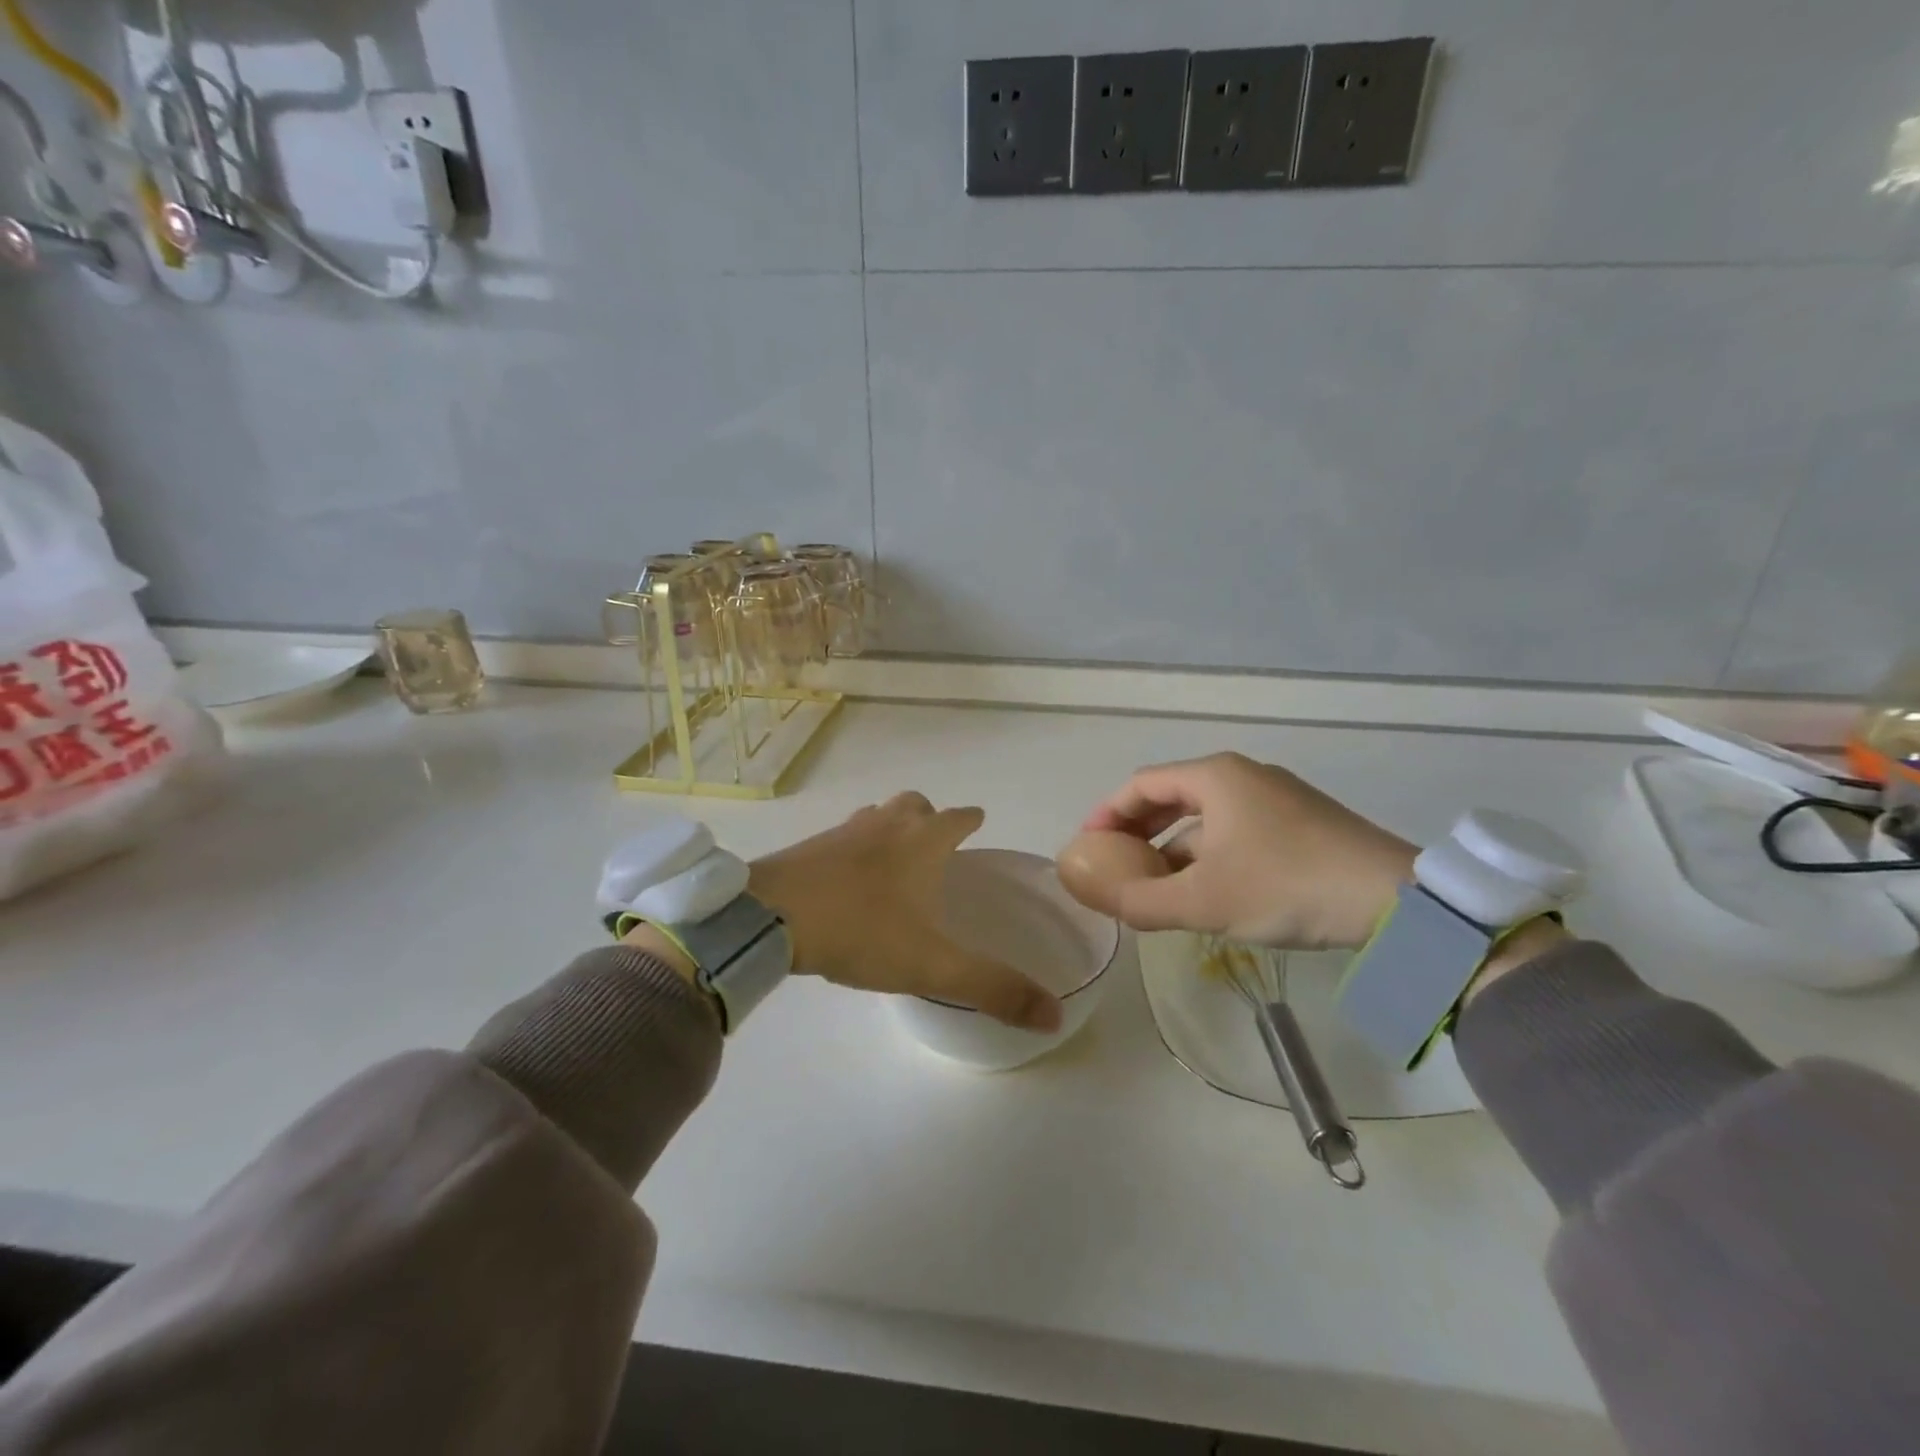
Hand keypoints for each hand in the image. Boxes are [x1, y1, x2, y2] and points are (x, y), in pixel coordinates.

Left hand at [745, 792, 1062, 1031]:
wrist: (770, 916)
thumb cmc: (860, 930)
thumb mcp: (931, 967)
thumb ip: (992, 989)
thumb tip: (1055, 1017)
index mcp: (923, 842)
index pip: (959, 817)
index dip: (971, 819)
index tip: (978, 822)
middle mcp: (887, 825)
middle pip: (916, 805)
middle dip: (930, 818)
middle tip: (936, 846)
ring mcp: (844, 831)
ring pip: (878, 816)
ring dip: (891, 828)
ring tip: (894, 861)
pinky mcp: (810, 846)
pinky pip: (844, 836)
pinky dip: (856, 846)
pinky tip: (848, 878)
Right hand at [1081, 752, 1417, 949]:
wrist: (1395, 900)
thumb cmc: (1285, 886)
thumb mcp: (1203, 901)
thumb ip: (1141, 901)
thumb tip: (1097, 899)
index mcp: (1215, 777)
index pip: (1141, 784)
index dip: (1107, 812)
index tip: (1087, 843)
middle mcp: (1243, 775)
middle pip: (1172, 796)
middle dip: (1138, 830)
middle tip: (1115, 862)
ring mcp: (1276, 797)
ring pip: (1206, 817)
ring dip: (1173, 847)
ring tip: (1155, 884)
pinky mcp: (1301, 822)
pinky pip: (1235, 830)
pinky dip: (1208, 854)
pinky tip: (1208, 888)